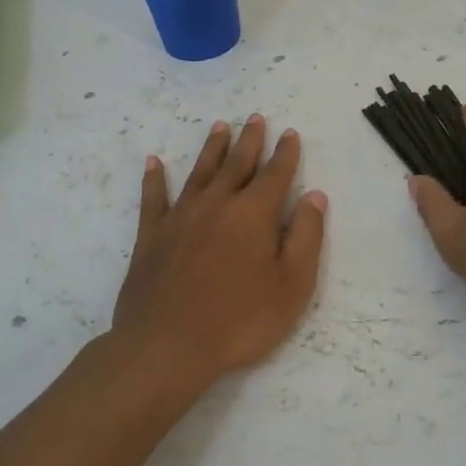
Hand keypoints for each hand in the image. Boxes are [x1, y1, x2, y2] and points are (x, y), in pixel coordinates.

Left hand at [111, 116, 327, 390]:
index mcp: (254, 213)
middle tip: (255, 118)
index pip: (275, 174)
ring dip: (212, 148)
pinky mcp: (152, 236)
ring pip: (200, 172)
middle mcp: (218, 204)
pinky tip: (154, 162)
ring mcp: (181, 217)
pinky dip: (155, 179)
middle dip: (250, 140)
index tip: (289, 134)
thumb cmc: (240, 320)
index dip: (285, 153)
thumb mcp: (293, 285)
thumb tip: (314, 196)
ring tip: (220, 126)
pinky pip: (154, 198)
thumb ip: (306, 236)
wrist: (167, 347)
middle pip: (237, 163)